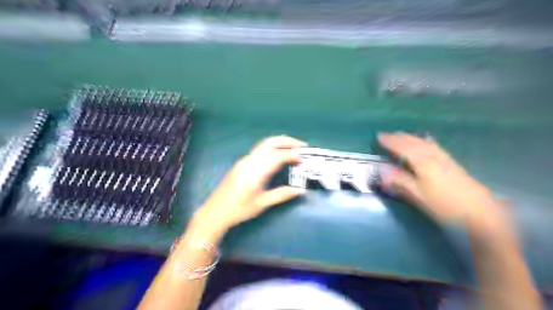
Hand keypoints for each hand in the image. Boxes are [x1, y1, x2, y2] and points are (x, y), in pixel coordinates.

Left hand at [192, 136, 306, 239]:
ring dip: (280, 143)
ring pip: (264, 144)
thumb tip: (300, 190)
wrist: (216, 211)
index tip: (303, 157)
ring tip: (293, 148)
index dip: (292, 154)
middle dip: (287, 141)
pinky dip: (272, 148)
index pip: (277, 156)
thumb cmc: (239, 209)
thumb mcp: (262, 204)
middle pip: (270, 143)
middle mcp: (250, 161)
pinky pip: (260, 150)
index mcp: (255, 172)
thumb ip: (282, 194)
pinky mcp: (242, 163)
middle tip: (301, 145)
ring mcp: (244, 160)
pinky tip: (278, 155)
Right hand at [378, 132, 503, 229]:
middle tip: (387, 135)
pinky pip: (433, 146)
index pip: (403, 147)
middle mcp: (433, 156)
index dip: (390, 142)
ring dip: (411, 138)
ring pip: (424, 143)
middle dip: (399, 137)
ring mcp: (444, 158)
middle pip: (414, 142)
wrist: (481, 213)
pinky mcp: (452, 163)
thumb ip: (400, 181)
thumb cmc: (445, 206)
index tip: (378, 137)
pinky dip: (423, 141)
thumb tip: (382, 170)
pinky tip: (424, 143)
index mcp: (423, 162)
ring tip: (401, 136)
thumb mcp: (418, 196)